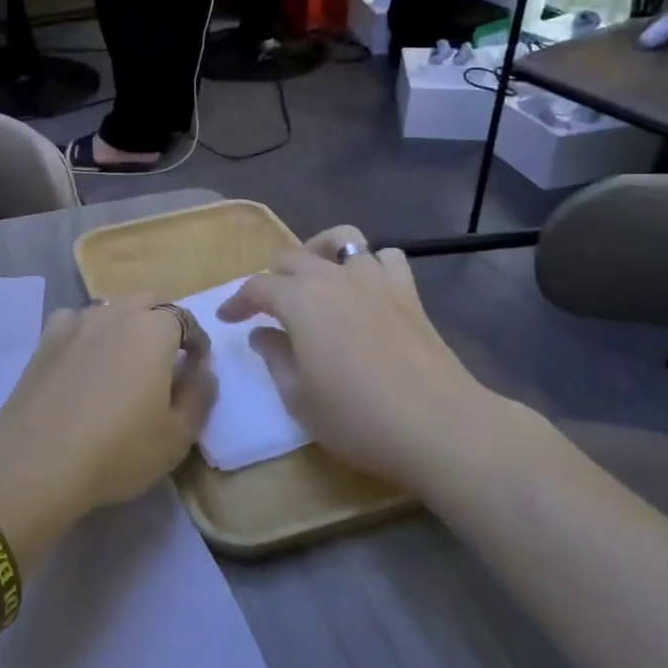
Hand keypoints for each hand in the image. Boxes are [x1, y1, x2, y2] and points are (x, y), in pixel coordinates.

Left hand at [0, 300, 213, 560]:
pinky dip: (87, 332)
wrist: (37, 460)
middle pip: (148, 303)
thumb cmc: (118, 450)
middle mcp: (116, 314)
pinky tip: (84, 358)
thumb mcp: (178, 435)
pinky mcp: (46, 339)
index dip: (197, 343)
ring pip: (111, 309)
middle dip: (163, 324)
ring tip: (125, 359)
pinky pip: (75, 321)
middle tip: (165, 361)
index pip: (186, 320)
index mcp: (154, 330)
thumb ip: (200, 396)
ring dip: (126, 325)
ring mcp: (76, 322)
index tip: (197, 368)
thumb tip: (203, 370)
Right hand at [218, 229, 505, 484]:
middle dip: (273, 278)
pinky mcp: (408, 292)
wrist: (439, 426)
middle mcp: (333, 278)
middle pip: (293, 257)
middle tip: (268, 307)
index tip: (227, 319)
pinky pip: (385, 258)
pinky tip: (366, 288)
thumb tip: (263, 333)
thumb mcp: (298, 397)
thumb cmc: (357, 416)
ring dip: (321, 256)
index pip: (256, 287)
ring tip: (316, 281)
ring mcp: (375, 280)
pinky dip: (370, 265)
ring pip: (341, 241)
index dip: (237, 302)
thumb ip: (275, 357)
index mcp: (299, 300)